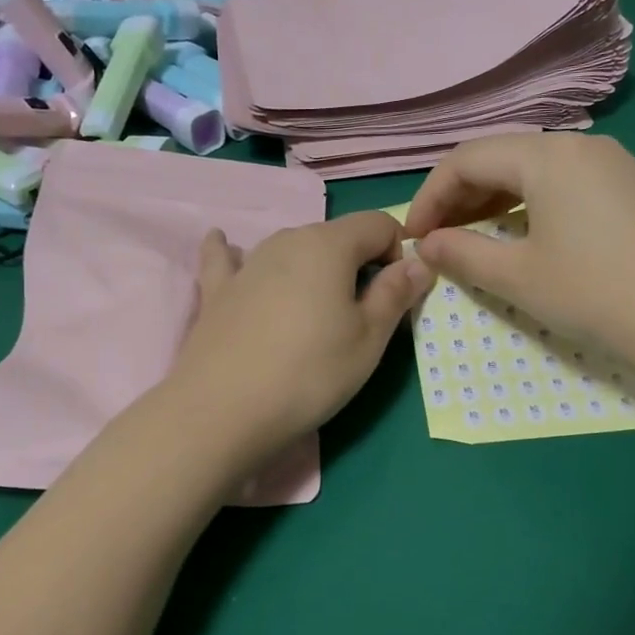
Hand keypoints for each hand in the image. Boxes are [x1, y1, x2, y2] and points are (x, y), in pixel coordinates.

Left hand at [164, 211, 431, 463]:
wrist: (224, 410)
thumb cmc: (310, 374)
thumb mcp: (369, 339)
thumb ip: (396, 294)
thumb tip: (418, 262)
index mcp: (329, 245)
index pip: (378, 224)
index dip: (397, 252)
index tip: (396, 293)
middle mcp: (286, 240)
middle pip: (334, 236)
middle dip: (355, 263)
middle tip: (358, 315)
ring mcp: (246, 264)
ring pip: (290, 249)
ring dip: (310, 267)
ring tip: (311, 307)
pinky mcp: (216, 291)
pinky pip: (227, 260)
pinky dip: (232, 253)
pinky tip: (224, 245)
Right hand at [404, 133, 634, 372]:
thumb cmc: (594, 294)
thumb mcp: (517, 276)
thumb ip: (462, 252)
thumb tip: (425, 243)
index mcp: (547, 156)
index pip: (466, 159)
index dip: (430, 196)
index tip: (413, 236)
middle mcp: (579, 145)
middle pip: (499, 156)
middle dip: (459, 195)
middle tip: (437, 237)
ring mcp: (611, 162)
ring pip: (532, 167)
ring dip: (492, 198)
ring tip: (470, 235)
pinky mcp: (629, 186)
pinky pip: (563, 181)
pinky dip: (528, 201)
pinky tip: (521, 231)